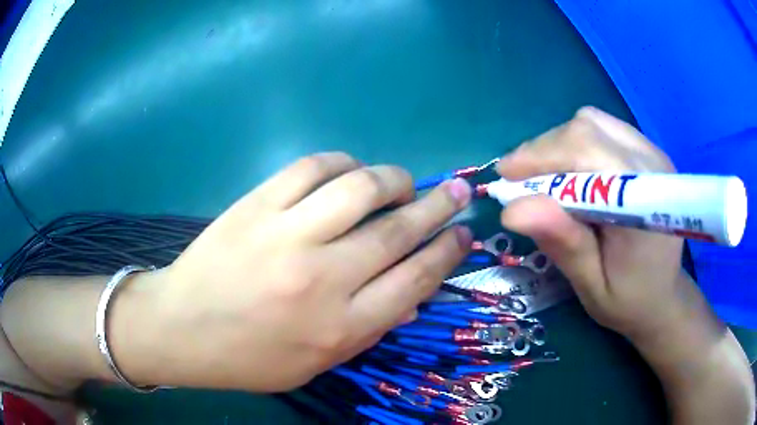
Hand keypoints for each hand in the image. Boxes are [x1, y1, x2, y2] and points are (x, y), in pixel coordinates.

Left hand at [145, 153, 471, 390]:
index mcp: (341, 326)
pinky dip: (342, 163)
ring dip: (395, 179)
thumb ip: (368, 329)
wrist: (182, 328)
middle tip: (458, 191)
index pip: (416, 278)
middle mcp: (322, 278)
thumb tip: (413, 295)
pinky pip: (312, 168)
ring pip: (361, 188)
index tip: (464, 233)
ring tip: (403, 182)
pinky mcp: (256, 206)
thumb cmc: (250, 356)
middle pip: (399, 231)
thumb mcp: (316, 363)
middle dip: (439, 207)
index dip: (448, 251)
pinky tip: (350, 171)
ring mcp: (286, 235)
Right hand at [496, 106, 682, 339]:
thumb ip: (564, 245)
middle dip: (544, 150)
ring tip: (544, 177)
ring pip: (592, 122)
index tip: (505, 179)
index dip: (542, 158)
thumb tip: (512, 209)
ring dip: (559, 144)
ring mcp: (651, 151)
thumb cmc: (629, 299)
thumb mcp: (592, 286)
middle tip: (519, 180)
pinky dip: (576, 143)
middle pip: (587, 129)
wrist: (663, 292)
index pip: (588, 153)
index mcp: (646, 203)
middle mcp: (652, 165)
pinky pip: (602, 127)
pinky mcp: (646, 149)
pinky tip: (571, 172)